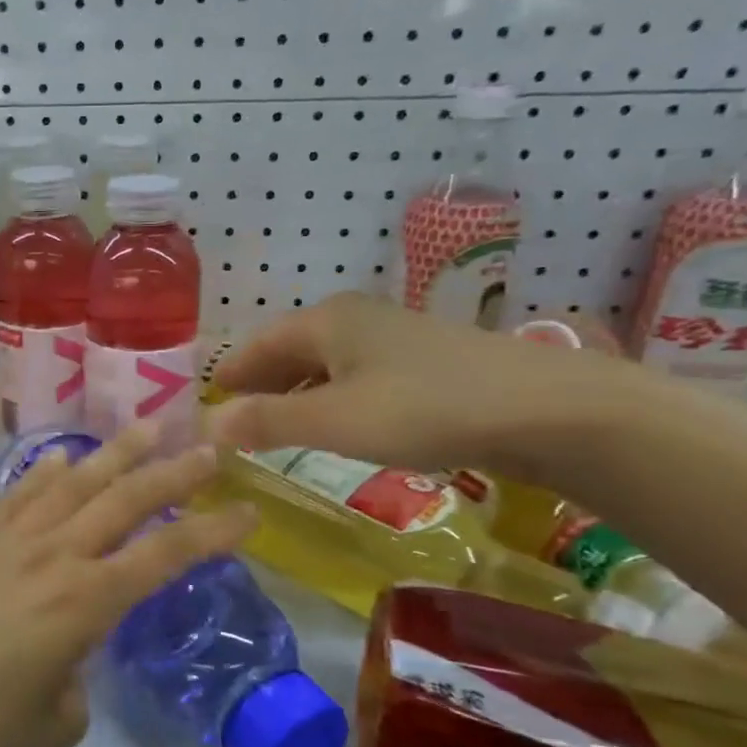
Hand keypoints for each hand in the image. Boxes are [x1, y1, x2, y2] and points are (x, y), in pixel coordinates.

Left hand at [0, 425, 256, 746]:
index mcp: (84, 603)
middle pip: (126, 500)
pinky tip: (63, 460)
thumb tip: (67, 670)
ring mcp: (9, 539)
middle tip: (210, 445)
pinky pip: (21, 492)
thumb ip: (73, 696)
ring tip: (147, 425)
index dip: (212, 533)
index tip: (248, 512)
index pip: (165, 556)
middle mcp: (54, 555)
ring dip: (116, 453)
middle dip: (174, 471)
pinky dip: (49, 471)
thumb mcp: (45, 733)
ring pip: (74, 481)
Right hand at [205, 292, 635, 476]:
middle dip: (259, 383)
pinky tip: (335, 423)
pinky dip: (330, 398)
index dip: (229, 372)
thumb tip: (207, 425)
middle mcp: (354, 319)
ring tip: (274, 427)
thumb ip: (266, 422)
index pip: (257, 344)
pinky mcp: (422, 362)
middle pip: (288, 349)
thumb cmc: (422, 408)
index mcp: (325, 321)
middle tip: (232, 419)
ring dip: (294, 393)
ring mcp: (392, 337)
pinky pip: (355, 376)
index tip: (203, 399)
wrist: (543, 408)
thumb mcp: (333, 421)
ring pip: (324, 364)